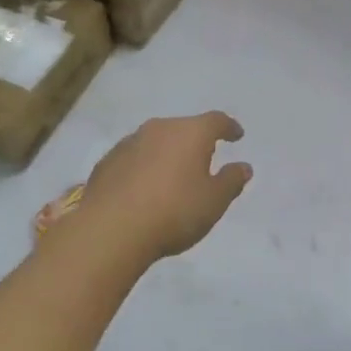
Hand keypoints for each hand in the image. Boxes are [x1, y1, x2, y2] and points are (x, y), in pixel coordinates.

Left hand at [78, 112, 252, 262]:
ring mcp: (129, 142)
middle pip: (183, 128)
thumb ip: (231, 181)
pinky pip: (134, 158)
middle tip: (204, 159)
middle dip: (196, 141)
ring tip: (172, 175)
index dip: (229, 127)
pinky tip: (143, 188)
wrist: (110, 230)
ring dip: (167, 153)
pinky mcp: (107, 161)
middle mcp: (159, 128)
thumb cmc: (173, 212)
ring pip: (156, 141)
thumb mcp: (214, 202)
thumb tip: (243, 166)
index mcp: (190, 133)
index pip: (216, 121)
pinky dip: (143, 167)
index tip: (237, 135)